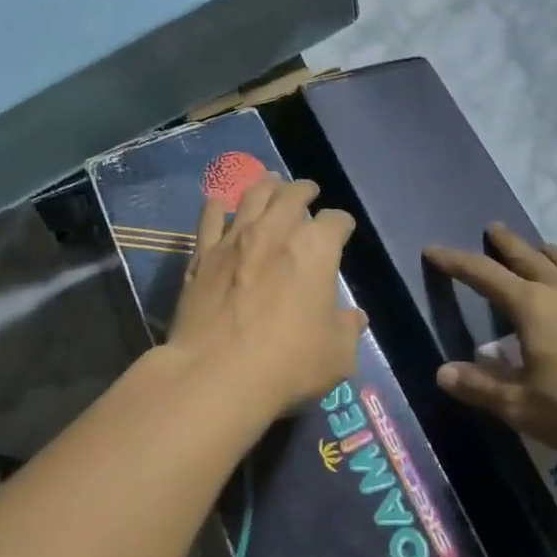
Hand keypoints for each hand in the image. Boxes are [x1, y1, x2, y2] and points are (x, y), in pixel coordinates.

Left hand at [167, 176, 365, 415]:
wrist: (217, 373)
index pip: (337, 220)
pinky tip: (220, 203)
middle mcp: (276, 230)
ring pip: (252, 196)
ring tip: (271, 183)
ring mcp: (235, 238)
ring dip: (266, 186)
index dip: (343, 224)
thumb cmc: (288, 363)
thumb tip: (354, 318)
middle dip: (304, 190)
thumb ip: (347, 329)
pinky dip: (218, 206)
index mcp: (316, 248)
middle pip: (292, 194)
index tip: (343, 229)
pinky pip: (210, 218)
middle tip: (308, 192)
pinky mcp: (203, 254)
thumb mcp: (337, 355)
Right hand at [424, 224, 556, 456]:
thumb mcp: (526, 408)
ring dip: (541, 251)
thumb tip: (442, 372)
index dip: (454, 261)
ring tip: (535, 250)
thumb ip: (482, 388)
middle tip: (491, 228)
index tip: (433, 250)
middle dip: (503, 241)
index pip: (482, 274)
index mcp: (531, 306)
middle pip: (525, 254)